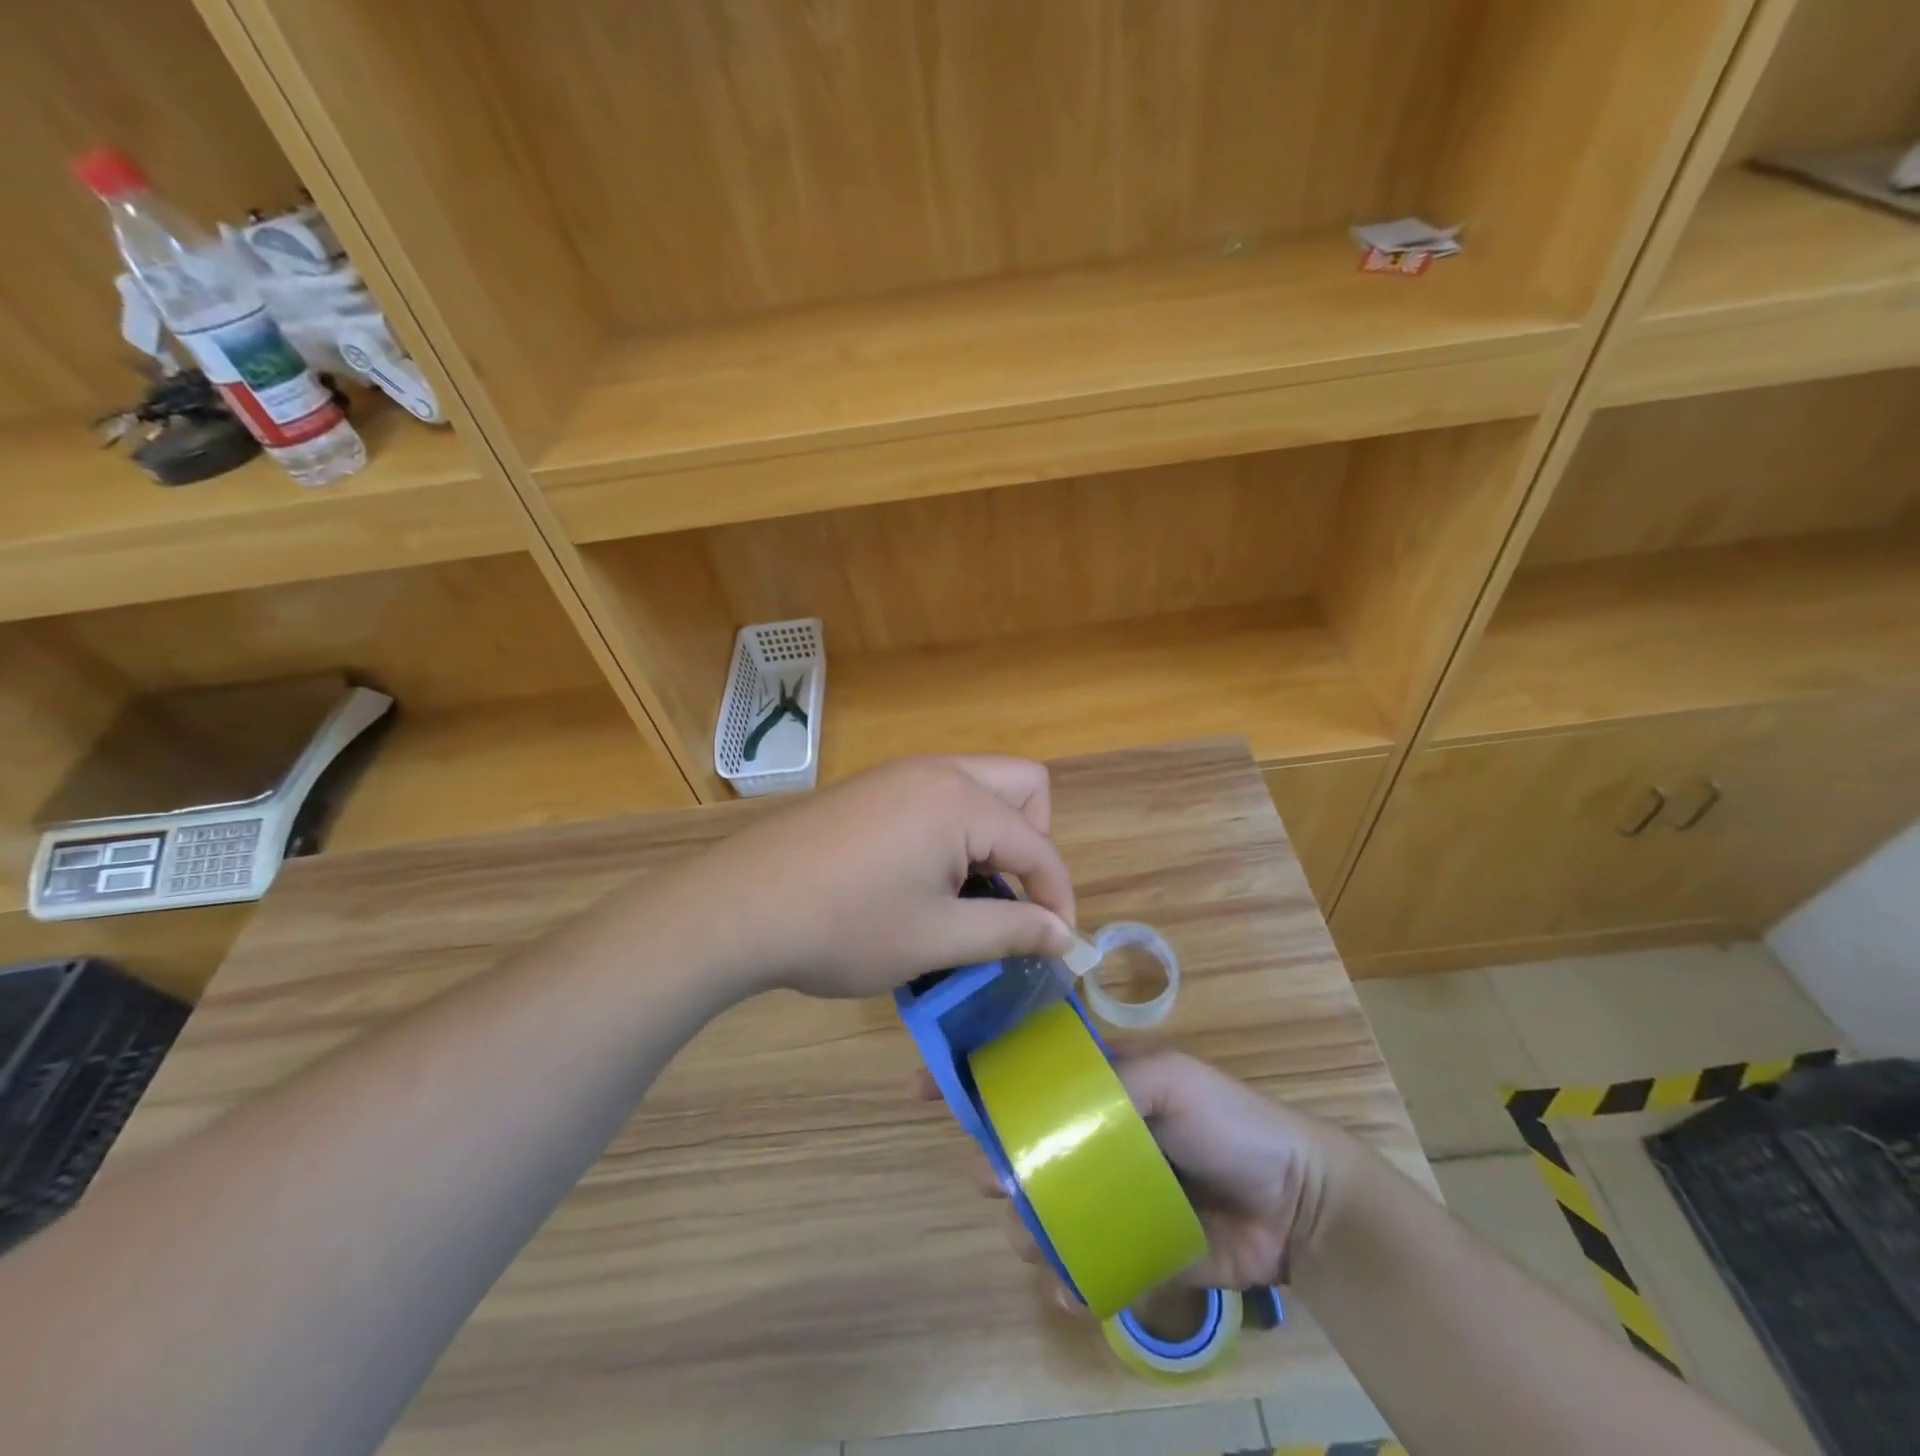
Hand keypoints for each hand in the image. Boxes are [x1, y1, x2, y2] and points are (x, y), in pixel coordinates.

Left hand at [662, 756, 1077, 999]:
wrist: (737, 908)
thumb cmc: (844, 927)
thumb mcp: (936, 939)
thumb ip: (1010, 930)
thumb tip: (1065, 935)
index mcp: (960, 801)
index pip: (1038, 843)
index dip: (1057, 896)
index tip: (1057, 944)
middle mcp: (936, 771)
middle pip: (1023, 786)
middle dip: (1032, 841)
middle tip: (1007, 894)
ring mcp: (899, 774)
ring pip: (980, 786)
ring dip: (992, 834)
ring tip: (963, 892)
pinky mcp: (872, 787)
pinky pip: (940, 794)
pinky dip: (954, 829)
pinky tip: (919, 876)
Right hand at [950, 1048, 1343, 1304]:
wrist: (1294, 1204)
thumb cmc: (1228, 1119)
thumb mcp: (1172, 1077)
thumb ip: (1114, 1081)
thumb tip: (1049, 1114)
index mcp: (1097, 1086)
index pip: (1025, 1074)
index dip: (975, 1075)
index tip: (925, 1087)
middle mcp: (1091, 1136)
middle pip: (1021, 1146)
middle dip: (993, 1160)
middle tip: (993, 1177)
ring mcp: (1105, 1194)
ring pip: (1040, 1209)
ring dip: (1027, 1226)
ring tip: (1038, 1237)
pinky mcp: (1126, 1247)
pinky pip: (1079, 1265)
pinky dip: (1065, 1280)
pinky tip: (1070, 1289)